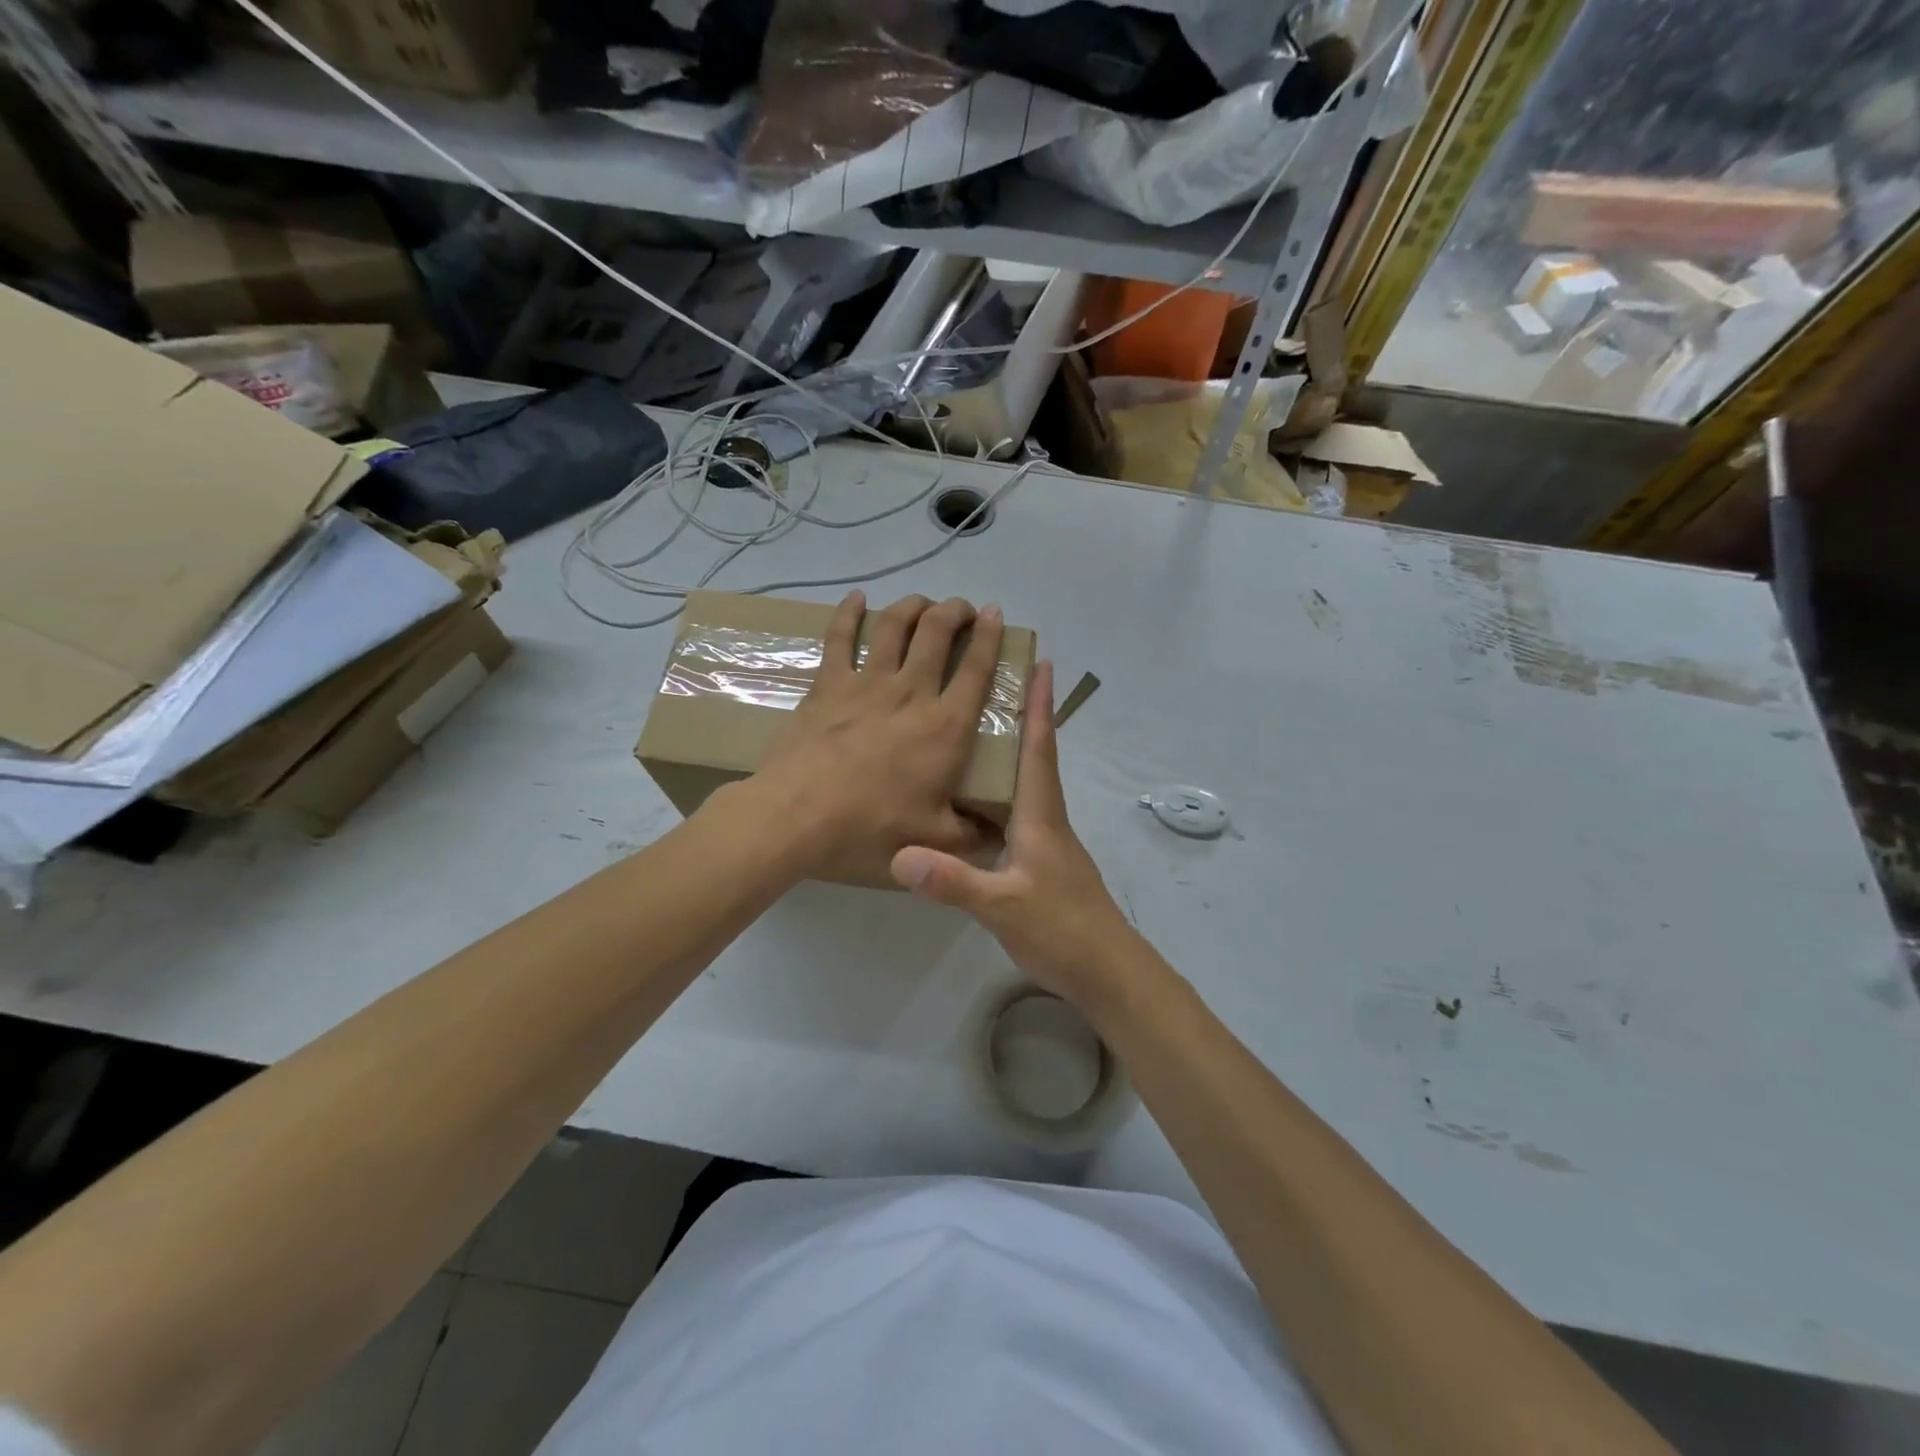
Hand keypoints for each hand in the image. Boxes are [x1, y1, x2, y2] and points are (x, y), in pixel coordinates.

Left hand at [753, 591, 1004, 883]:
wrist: (797, 817)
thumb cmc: (869, 828)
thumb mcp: (934, 840)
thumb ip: (972, 836)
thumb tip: (1000, 837)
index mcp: (946, 726)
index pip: (978, 669)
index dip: (991, 636)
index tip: (996, 615)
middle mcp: (912, 692)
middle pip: (938, 631)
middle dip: (955, 610)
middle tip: (963, 611)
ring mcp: (867, 682)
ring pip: (895, 624)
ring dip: (914, 605)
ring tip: (923, 603)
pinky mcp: (828, 684)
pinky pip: (840, 636)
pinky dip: (850, 612)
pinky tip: (857, 598)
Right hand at [890, 660, 1143, 1006]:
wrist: (1106, 972)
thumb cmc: (1062, 930)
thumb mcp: (1003, 907)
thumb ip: (954, 881)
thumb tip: (900, 854)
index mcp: (1041, 816)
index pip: (1040, 748)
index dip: (1040, 706)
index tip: (1042, 662)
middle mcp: (1046, 819)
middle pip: (1035, 757)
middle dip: (1023, 716)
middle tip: (994, 683)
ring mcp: (1047, 842)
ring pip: (1025, 785)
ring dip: (1010, 753)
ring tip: (976, 731)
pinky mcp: (1042, 863)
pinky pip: (1016, 814)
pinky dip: (998, 794)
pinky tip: (972, 802)